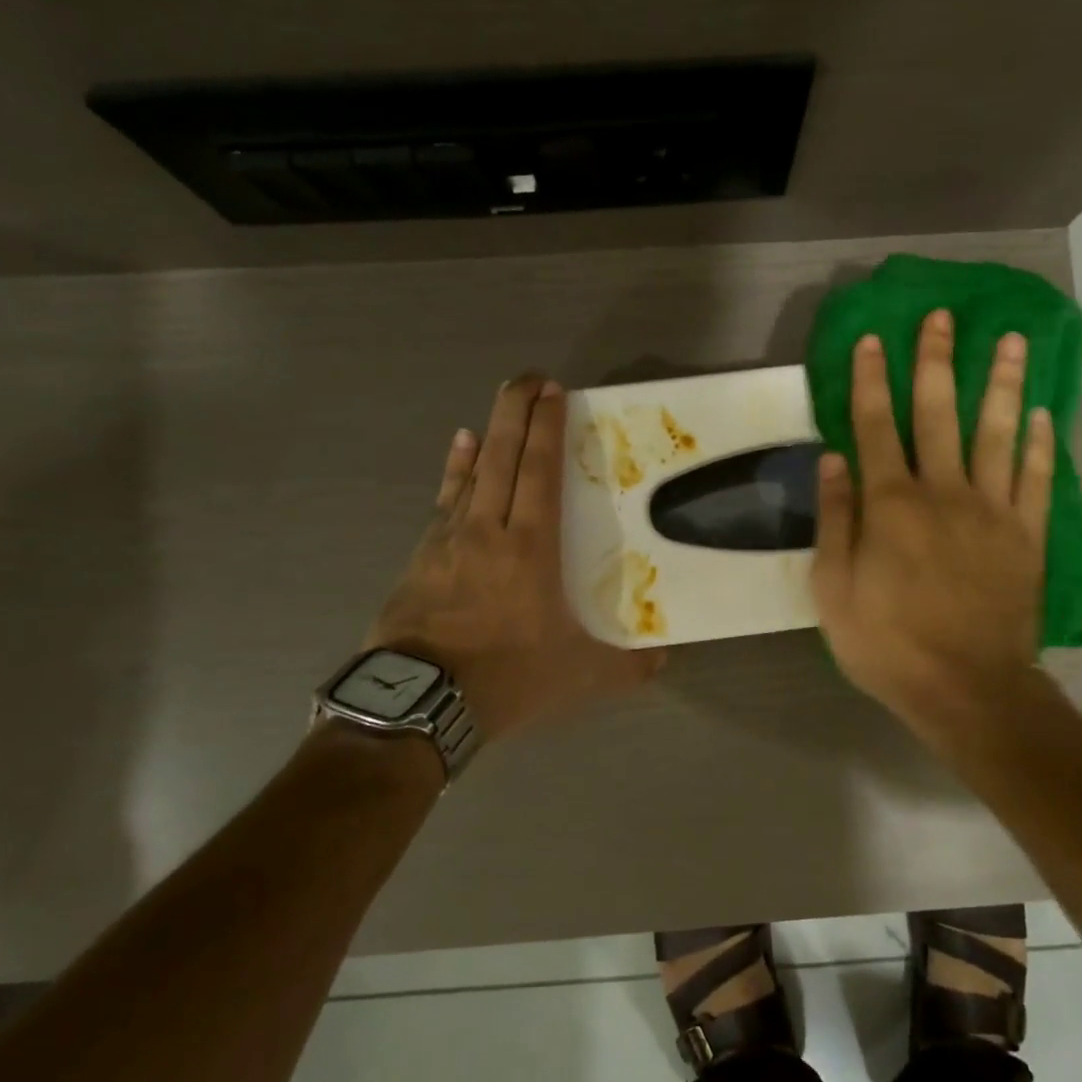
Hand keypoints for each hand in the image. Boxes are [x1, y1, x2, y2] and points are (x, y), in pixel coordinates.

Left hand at [367, 375, 664, 740]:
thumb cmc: (505, 678)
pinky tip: (457, 450)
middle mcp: (488, 529)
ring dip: (488, 434)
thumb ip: (626, 666)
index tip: (553, 391)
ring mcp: (449, 539)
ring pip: (472, 472)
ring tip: (499, 404)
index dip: (547, 427)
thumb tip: (664, 659)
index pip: (540, 471)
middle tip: (530, 378)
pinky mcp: (421, 557)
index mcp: (530, 547)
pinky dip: (454, 470)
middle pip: (503, 456)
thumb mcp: (579, 676)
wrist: (418, 703)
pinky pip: (444, 500)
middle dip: (517, 411)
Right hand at [812, 310, 1054, 740]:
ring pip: (998, 433)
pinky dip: (1039, 443)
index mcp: (891, 504)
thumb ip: (835, 521)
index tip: (874, 338)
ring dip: (1002, 383)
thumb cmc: (887, 644)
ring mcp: (993, 511)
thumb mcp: (833, 591)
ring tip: (1011, 340)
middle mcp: (944, 492)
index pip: (877, 426)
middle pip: (939, 414)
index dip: (873, 379)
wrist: (967, 688)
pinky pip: (1036, 479)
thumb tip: (834, 459)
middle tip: (943, 316)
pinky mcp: (1028, 536)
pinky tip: (1042, 413)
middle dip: (937, 362)